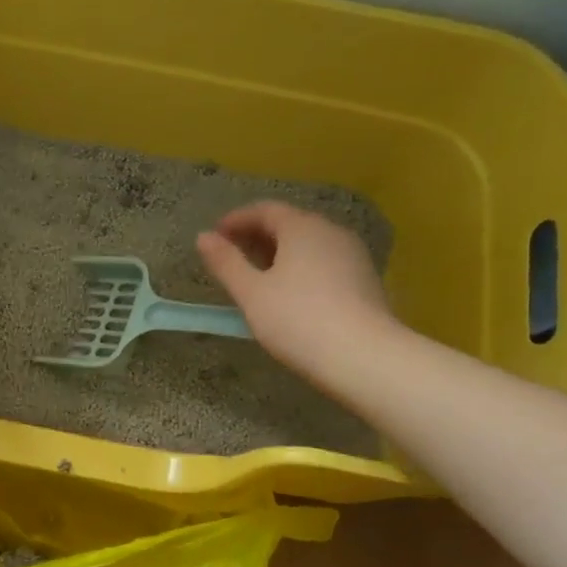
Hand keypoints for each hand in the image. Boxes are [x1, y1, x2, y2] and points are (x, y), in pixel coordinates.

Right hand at [196, 202, 398, 387]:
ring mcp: (352, 255)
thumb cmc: (297, 320)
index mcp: (302, 228)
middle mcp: (331, 232)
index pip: (265, 210)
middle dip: (256, 235)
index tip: (214, 236)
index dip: (236, 220)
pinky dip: (299, 267)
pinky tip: (287, 292)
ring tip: (255, 276)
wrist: (362, 356)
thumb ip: (225, 263)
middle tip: (230, 256)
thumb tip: (203, 237)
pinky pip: (323, 261)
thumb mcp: (251, 293)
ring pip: (308, 243)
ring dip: (278, 252)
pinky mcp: (363, 279)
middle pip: (289, 223)